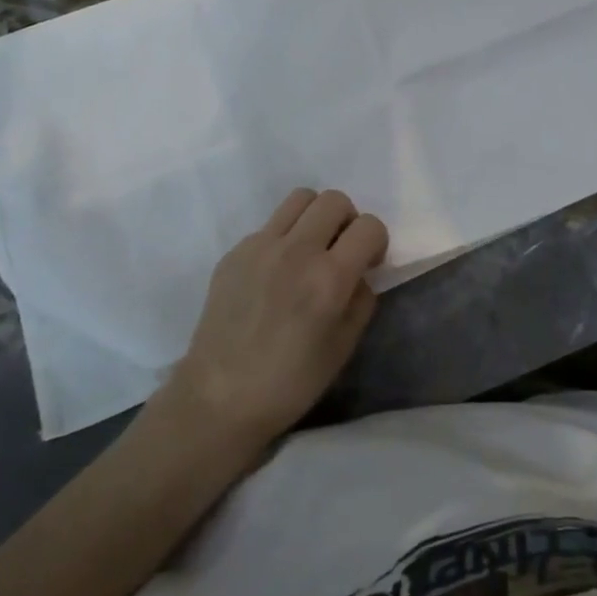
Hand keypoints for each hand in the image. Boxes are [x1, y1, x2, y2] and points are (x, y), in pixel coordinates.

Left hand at [162, 189, 387, 448]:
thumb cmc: (290, 382)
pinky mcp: (235, 251)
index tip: (368, 263)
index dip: (376, 241)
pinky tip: (275, 273)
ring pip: (300, 198)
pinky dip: (283, 237)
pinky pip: (270, 225)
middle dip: (348, 221)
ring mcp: (261, 246)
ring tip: (310, 248)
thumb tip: (359, 272)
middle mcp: (296, 250)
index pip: (369, 226)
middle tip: (340, 251)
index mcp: (329, 278)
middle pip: (335, 200)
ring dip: (315, 217)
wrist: (220, 397)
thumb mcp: (344, 347)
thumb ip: (361, 299)